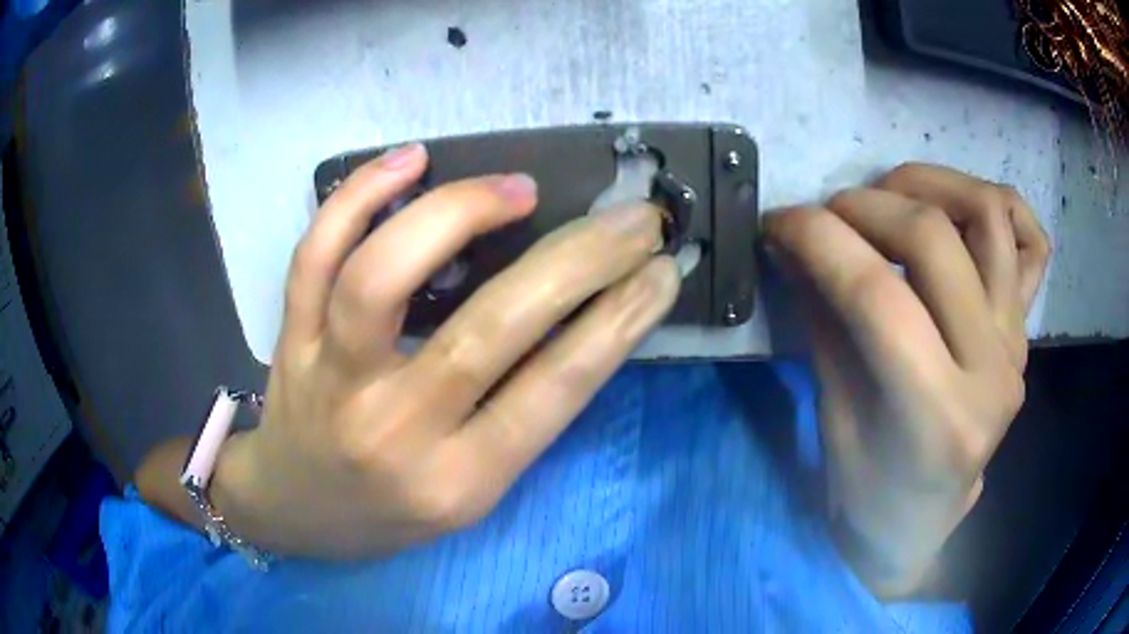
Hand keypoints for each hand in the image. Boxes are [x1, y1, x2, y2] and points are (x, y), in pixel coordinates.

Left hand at [214, 144, 678, 558]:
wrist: (296, 511)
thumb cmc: (390, 513)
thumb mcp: (471, 492)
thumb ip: (520, 416)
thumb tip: (583, 317)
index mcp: (457, 481)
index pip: (555, 389)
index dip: (619, 319)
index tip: (660, 269)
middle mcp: (393, 431)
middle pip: (489, 328)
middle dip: (580, 258)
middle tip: (631, 218)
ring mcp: (331, 379)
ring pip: (382, 276)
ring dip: (458, 213)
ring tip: (517, 187)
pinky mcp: (292, 340)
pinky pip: (314, 256)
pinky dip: (357, 197)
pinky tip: (409, 160)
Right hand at [764, 163, 1050, 594]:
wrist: (921, 522)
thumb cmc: (867, 494)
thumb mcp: (833, 420)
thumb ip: (825, 323)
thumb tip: (797, 247)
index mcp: (934, 417)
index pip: (876, 295)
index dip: (818, 240)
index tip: (778, 222)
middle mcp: (990, 372)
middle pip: (933, 240)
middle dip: (863, 206)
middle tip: (826, 216)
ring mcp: (1015, 346)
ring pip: (987, 216)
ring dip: (926, 184)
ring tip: (887, 196)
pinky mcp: (1023, 332)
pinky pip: (1030, 242)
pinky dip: (996, 206)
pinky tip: (958, 210)